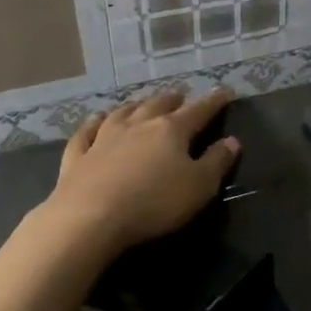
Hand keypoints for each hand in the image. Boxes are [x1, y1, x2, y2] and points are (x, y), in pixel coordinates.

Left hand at [32, 87, 239, 257]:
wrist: (89, 219)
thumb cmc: (154, 203)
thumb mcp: (199, 186)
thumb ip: (217, 162)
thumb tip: (232, 141)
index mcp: (171, 130)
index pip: (199, 111)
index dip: (214, 101)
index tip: (225, 91)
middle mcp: (138, 125)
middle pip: (158, 105)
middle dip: (173, 99)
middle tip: (181, 95)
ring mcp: (104, 138)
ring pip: (123, 113)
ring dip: (136, 105)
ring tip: (143, 102)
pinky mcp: (78, 157)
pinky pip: (86, 132)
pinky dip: (93, 123)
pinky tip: (96, 119)